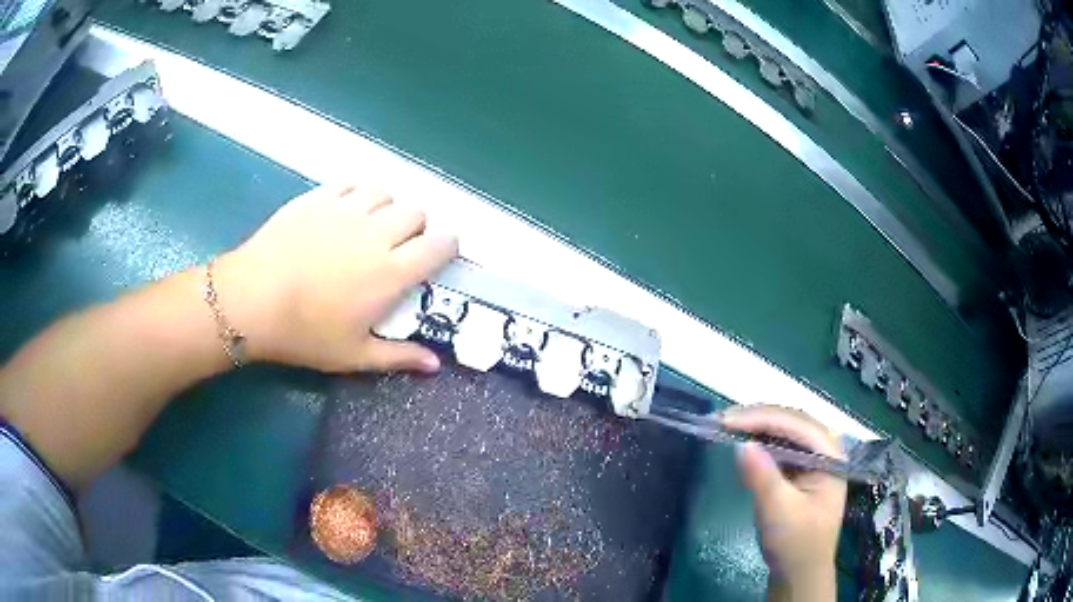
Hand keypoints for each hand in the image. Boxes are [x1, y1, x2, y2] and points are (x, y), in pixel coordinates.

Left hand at [214, 185, 456, 372]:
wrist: (251, 301)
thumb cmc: (304, 334)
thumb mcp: (353, 356)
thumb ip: (398, 357)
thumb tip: (435, 365)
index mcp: (391, 272)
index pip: (440, 244)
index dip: (447, 246)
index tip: (438, 256)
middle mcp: (377, 233)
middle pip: (416, 212)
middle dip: (416, 227)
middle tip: (398, 247)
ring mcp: (346, 210)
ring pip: (385, 193)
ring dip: (387, 208)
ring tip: (370, 226)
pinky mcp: (319, 198)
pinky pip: (351, 185)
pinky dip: (356, 195)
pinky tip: (343, 213)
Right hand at [722, 405, 845, 599]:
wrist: (799, 574)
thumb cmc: (795, 544)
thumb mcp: (778, 511)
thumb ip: (762, 477)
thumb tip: (741, 444)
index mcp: (831, 455)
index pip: (796, 424)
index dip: (761, 418)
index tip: (726, 420)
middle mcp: (826, 450)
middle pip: (791, 423)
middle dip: (757, 418)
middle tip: (721, 420)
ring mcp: (814, 461)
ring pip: (785, 433)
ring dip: (757, 428)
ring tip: (727, 425)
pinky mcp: (801, 472)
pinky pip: (780, 448)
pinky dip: (760, 443)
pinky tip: (743, 443)